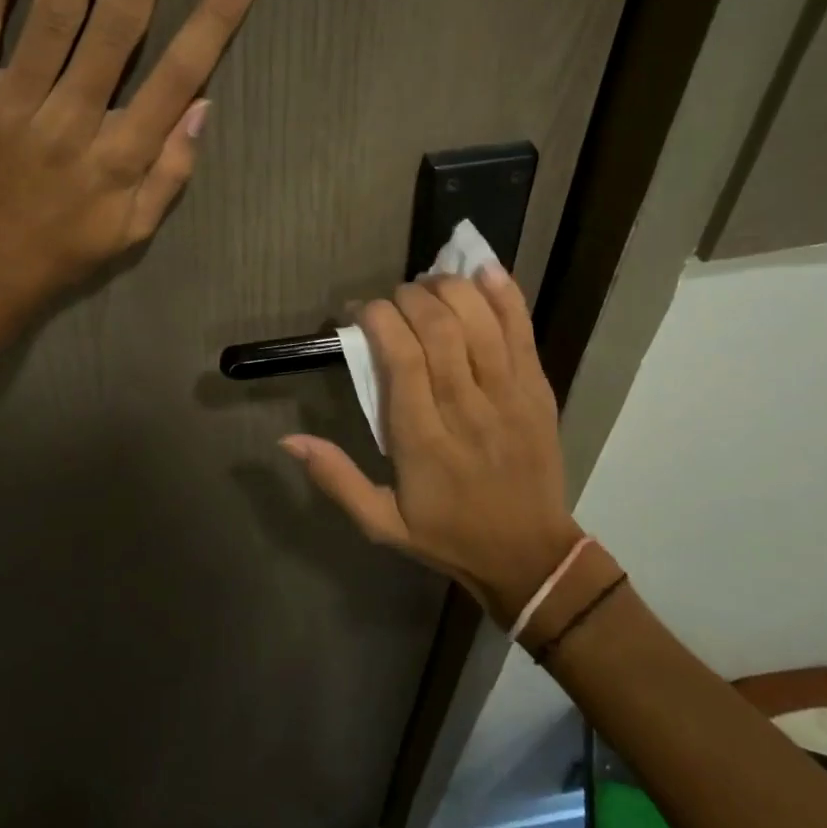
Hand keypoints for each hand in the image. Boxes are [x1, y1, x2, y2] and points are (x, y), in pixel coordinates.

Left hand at [0, 0, 263, 377]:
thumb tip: (202, 104)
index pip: (180, 72)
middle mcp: (71, 123)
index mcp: (120, 158)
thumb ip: (171, 172)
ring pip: (52, 16)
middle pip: (118, 26)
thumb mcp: (132, 234)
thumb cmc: (58, 256)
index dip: (216, 14)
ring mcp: (7, 108)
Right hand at [280, 268, 581, 626]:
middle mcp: (465, 410)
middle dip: (409, 298)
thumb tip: (287, 439)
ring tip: (430, 285)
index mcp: (422, 441)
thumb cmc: (449, 534)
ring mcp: (509, 397)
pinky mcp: (539, 391)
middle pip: (439, 329)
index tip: (359, 312)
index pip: (400, 358)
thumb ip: (336, 479)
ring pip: (480, 322)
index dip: (377, 318)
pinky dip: (504, 296)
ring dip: (451, 290)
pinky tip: (484, 270)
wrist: (530, 557)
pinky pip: (523, 331)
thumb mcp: (381, 523)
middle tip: (392, 299)